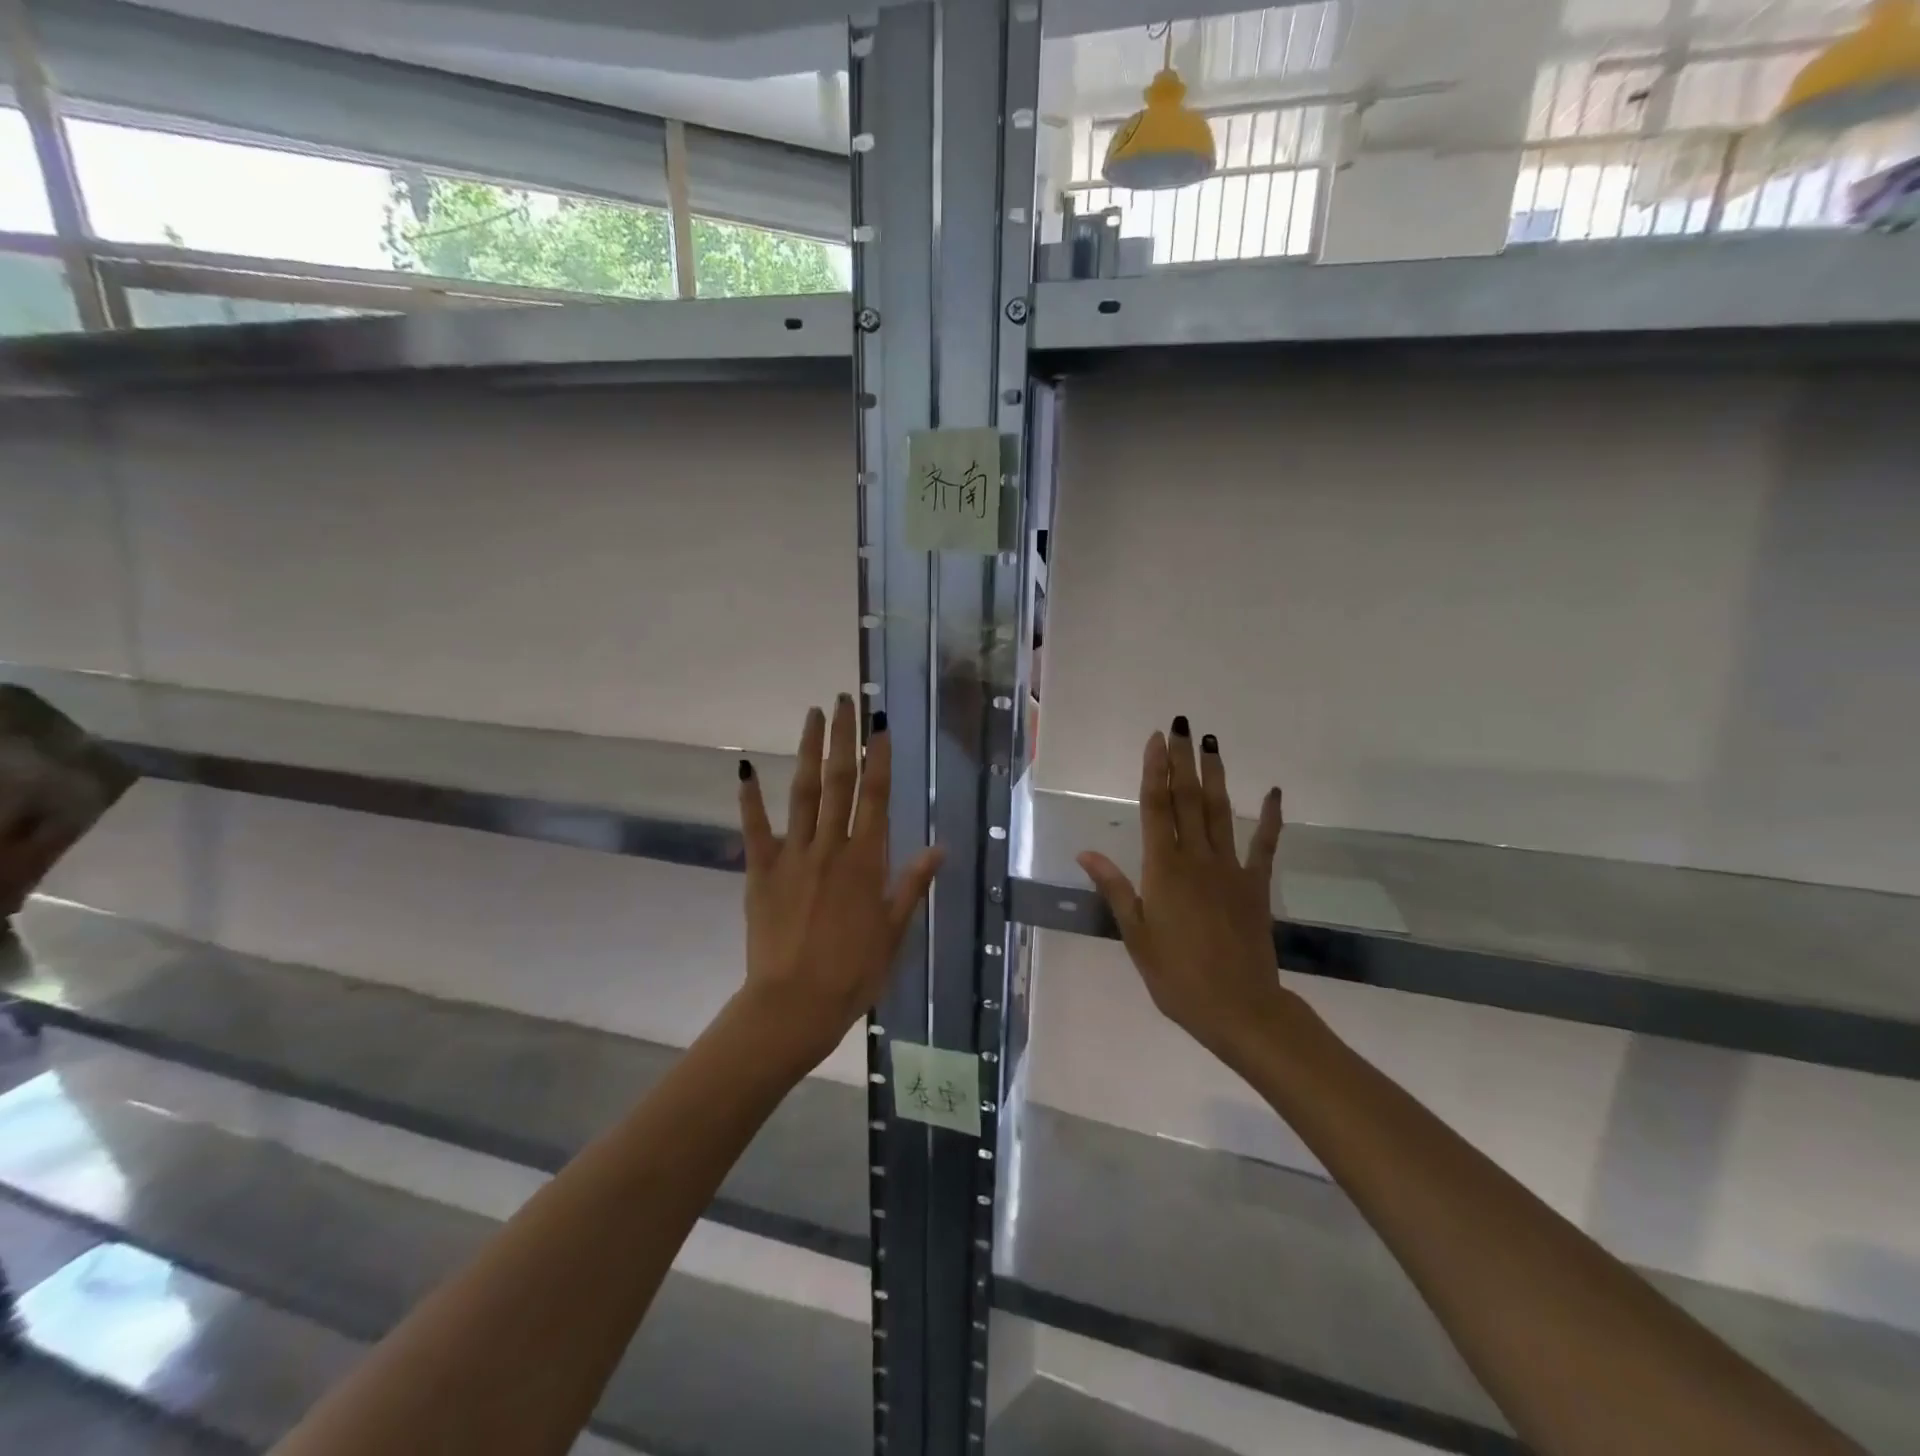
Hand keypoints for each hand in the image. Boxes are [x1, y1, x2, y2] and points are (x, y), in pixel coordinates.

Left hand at [736, 695, 942, 1067]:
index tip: (879, 725)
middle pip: (838, 782)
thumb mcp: (894, 931)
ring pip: (802, 793)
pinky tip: (745, 769)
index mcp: (866, 860)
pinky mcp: (761, 871)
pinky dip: (750, 798)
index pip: (876, 797)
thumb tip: (939, 847)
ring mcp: (793, 855)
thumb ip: (912, 884)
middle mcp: (830, 847)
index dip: (879, 758)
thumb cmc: (853, 972)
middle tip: (844, 701)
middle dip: (842, 739)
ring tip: (812, 716)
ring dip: (807, 751)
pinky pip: (755, 828)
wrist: (794, 1004)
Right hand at [1077, 719, 1288, 1062]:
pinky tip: (1273, 793)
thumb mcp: (1135, 935)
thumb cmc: (1176, 976)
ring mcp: (1230, 870)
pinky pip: (1265, 846)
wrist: (1238, 1009)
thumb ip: (1114, 888)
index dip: (1155, 771)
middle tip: (1181, 726)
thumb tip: (1085, 852)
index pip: (1157, 808)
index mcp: (1163, 869)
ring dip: (1215, 776)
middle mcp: (1196, 859)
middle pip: (1188, 800)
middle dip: (1183, 760)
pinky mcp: (1255, 886)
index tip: (1156, 740)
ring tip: (1212, 743)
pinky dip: (1270, 818)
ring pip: (1221, 813)